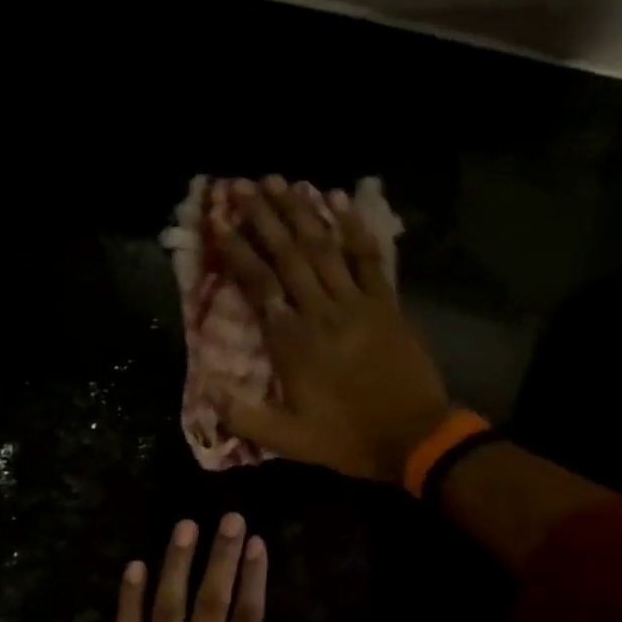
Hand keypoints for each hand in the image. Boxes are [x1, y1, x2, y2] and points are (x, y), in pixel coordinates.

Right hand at [214, 176, 450, 482]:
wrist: (414, 438)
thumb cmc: (347, 438)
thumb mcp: (288, 440)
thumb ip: (244, 417)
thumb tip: (208, 390)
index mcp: (293, 342)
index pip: (259, 285)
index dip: (238, 251)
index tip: (221, 223)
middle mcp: (321, 312)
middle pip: (289, 255)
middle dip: (265, 217)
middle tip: (245, 186)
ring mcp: (358, 303)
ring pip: (325, 247)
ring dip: (302, 212)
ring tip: (281, 182)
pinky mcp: (387, 304)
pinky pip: (369, 258)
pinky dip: (354, 229)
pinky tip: (339, 202)